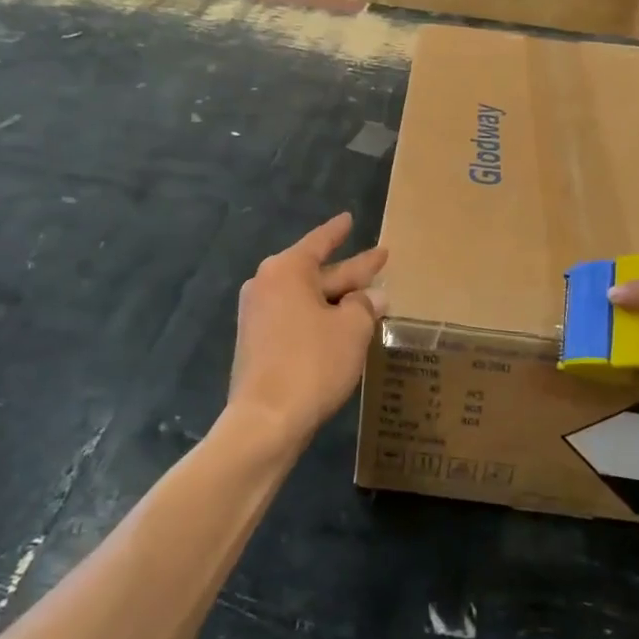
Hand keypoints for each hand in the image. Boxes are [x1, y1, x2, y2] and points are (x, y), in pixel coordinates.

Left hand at [226, 214, 387, 449]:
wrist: (265, 420)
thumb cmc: (312, 363)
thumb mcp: (351, 329)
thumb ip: (365, 306)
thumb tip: (374, 297)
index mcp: (286, 270)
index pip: (320, 242)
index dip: (339, 231)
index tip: (349, 218)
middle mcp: (266, 285)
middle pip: (316, 272)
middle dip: (350, 270)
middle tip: (380, 260)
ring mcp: (258, 315)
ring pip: (307, 298)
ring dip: (336, 299)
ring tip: (368, 297)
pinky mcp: (257, 343)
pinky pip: (295, 318)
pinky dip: (319, 319)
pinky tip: (341, 327)